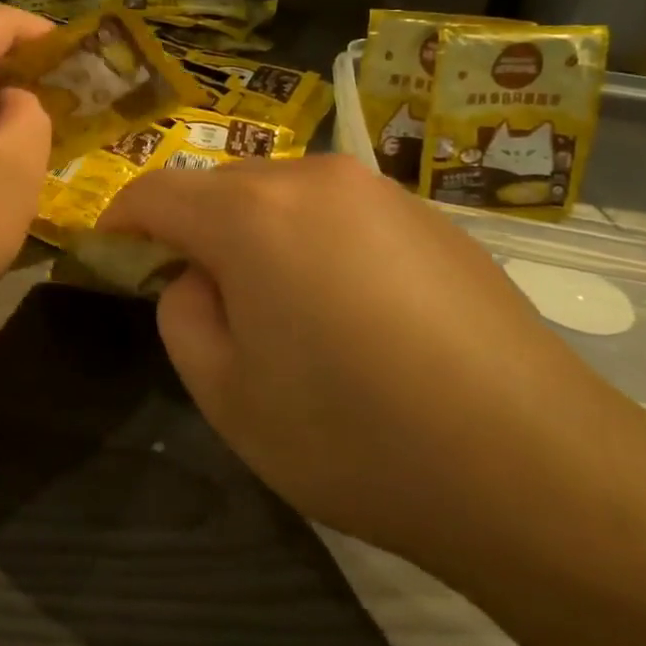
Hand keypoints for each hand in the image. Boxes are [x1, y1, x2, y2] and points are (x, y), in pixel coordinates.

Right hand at [98, 155, 637, 576]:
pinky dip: (314, 243)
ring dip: (257, 235)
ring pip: (282, 196)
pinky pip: (339, 213)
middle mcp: (313, 178)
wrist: (537, 467)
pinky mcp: (430, 215)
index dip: (122, 219)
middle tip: (201, 298)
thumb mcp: (228, 394)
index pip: (157, 190)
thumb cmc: (356, 434)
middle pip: (222, 187)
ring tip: (280, 309)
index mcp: (251, 212)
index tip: (109, 251)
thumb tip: (197, 277)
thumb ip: (183, 315)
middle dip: (194, 230)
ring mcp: (379, 190)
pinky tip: (350, 312)